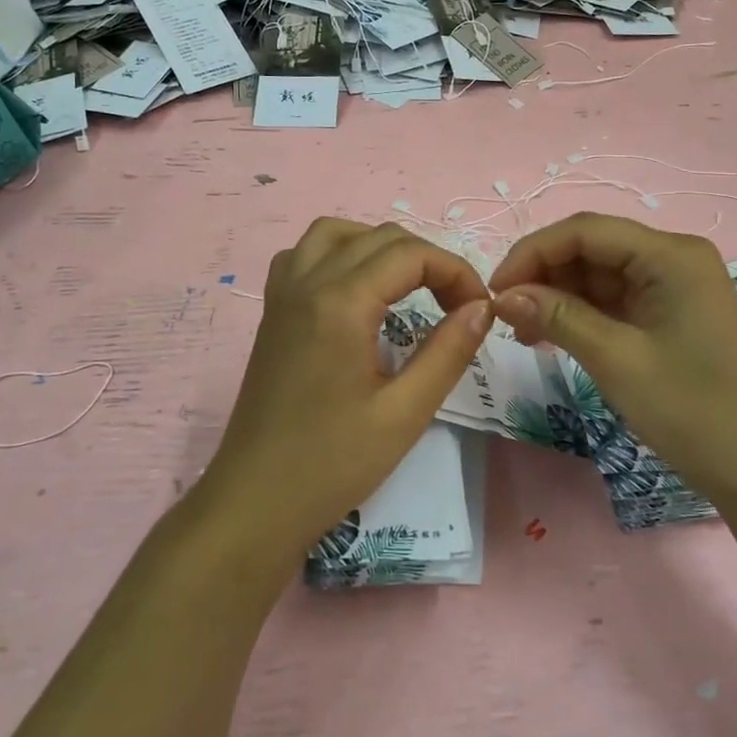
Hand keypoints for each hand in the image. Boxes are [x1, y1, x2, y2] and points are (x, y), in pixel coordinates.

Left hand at [196, 218, 493, 559]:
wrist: (254, 502)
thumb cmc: (332, 464)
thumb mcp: (405, 413)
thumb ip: (448, 352)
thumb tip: (481, 308)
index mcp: (340, 303)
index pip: (411, 254)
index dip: (456, 272)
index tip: (478, 310)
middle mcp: (307, 282)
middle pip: (379, 237)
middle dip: (427, 260)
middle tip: (455, 307)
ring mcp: (282, 294)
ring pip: (335, 233)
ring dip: (380, 247)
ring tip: (409, 287)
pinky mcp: (272, 312)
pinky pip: (303, 255)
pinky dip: (338, 255)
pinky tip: (355, 291)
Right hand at [489, 213, 736, 497]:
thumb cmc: (691, 409)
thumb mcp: (616, 359)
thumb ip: (556, 317)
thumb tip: (501, 296)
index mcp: (670, 254)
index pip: (584, 231)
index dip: (532, 253)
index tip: (494, 291)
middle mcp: (673, 258)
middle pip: (591, 248)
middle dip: (543, 276)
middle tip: (504, 315)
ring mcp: (673, 286)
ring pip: (598, 274)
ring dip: (557, 297)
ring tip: (521, 332)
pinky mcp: (669, 314)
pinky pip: (614, 300)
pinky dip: (580, 314)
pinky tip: (549, 336)